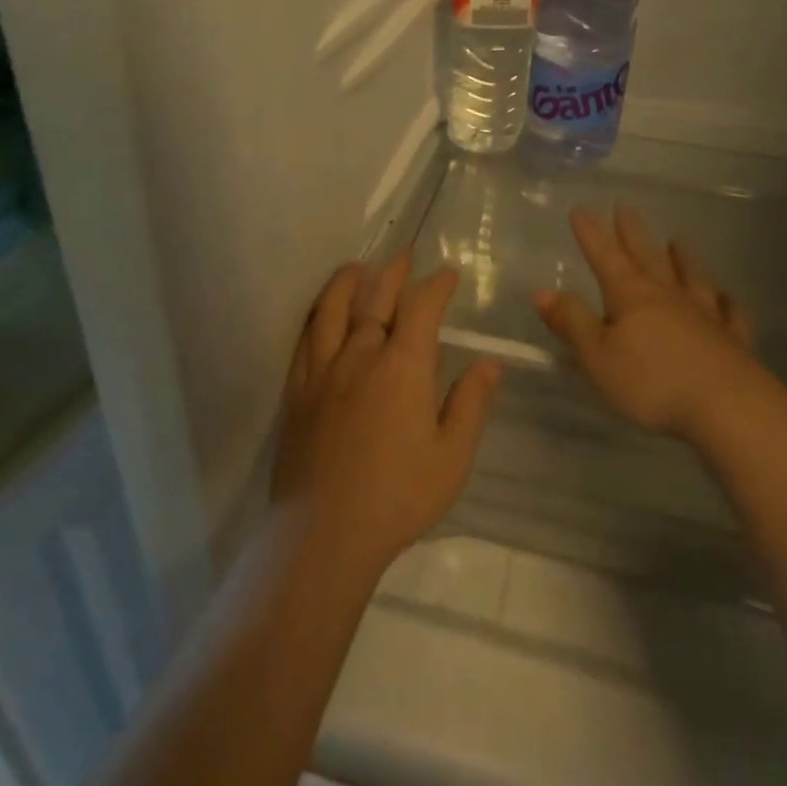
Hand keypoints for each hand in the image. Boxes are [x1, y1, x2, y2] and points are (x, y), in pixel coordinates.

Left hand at [272, 252, 502, 579]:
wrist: (325, 531)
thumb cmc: (399, 495)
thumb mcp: (452, 457)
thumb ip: (471, 404)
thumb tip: (489, 363)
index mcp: (404, 367)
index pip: (421, 309)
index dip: (436, 286)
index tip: (447, 274)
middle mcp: (361, 355)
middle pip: (375, 299)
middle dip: (392, 272)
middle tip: (402, 255)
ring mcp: (324, 371)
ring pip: (333, 311)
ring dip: (346, 283)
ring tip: (355, 267)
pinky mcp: (297, 392)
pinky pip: (304, 341)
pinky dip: (314, 318)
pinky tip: (319, 314)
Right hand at [535, 204, 768, 441]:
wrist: (728, 408)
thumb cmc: (652, 383)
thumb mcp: (597, 356)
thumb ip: (572, 322)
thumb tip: (544, 291)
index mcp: (631, 297)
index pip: (605, 258)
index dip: (591, 235)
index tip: (581, 209)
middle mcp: (668, 297)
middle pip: (648, 258)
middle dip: (633, 234)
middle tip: (626, 207)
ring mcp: (706, 316)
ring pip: (691, 278)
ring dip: (682, 259)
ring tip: (677, 242)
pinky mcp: (733, 341)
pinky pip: (731, 314)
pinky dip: (727, 302)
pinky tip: (727, 296)